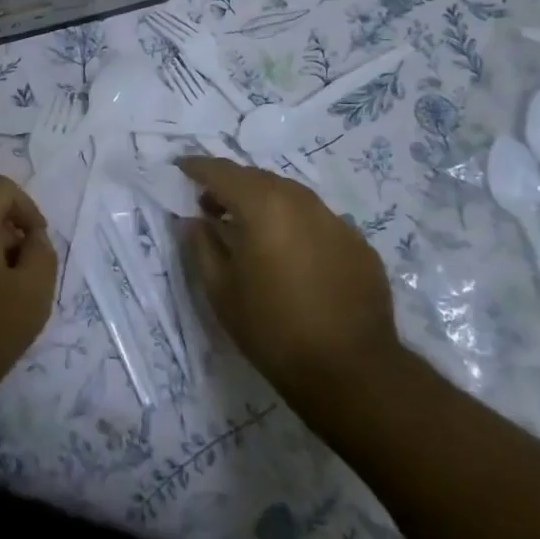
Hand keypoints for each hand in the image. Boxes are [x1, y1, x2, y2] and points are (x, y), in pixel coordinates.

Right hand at [175, 156, 401, 401]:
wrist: (351, 371)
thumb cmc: (272, 328)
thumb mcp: (220, 290)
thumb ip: (201, 246)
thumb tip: (194, 221)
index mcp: (263, 206)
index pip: (222, 172)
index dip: (198, 167)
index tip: (180, 168)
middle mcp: (301, 202)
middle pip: (258, 178)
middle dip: (231, 185)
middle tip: (210, 206)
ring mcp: (336, 221)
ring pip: (290, 196)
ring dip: (264, 202)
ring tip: (248, 229)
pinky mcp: (358, 244)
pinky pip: (317, 220)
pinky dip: (294, 224)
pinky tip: (289, 254)